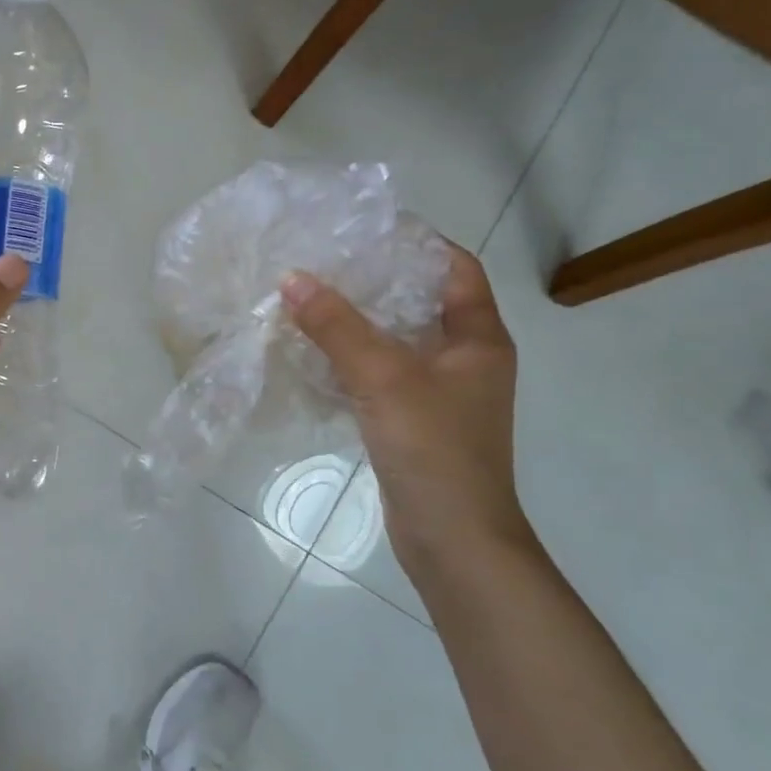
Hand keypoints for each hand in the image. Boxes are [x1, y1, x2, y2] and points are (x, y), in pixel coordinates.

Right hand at [282, 245, 526, 557]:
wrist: (454, 541)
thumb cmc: (434, 450)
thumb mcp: (384, 378)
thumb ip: (337, 327)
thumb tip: (292, 278)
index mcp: (478, 338)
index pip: (455, 267)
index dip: (416, 241)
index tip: (364, 228)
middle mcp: (465, 358)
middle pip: (421, 300)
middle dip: (376, 278)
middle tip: (324, 259)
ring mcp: (441, 392)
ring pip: (397, 339)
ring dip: (358, 320)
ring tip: (309, 296)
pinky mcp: (415, 420)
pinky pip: (382, 374)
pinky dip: (352, 359)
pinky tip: (313, 351)